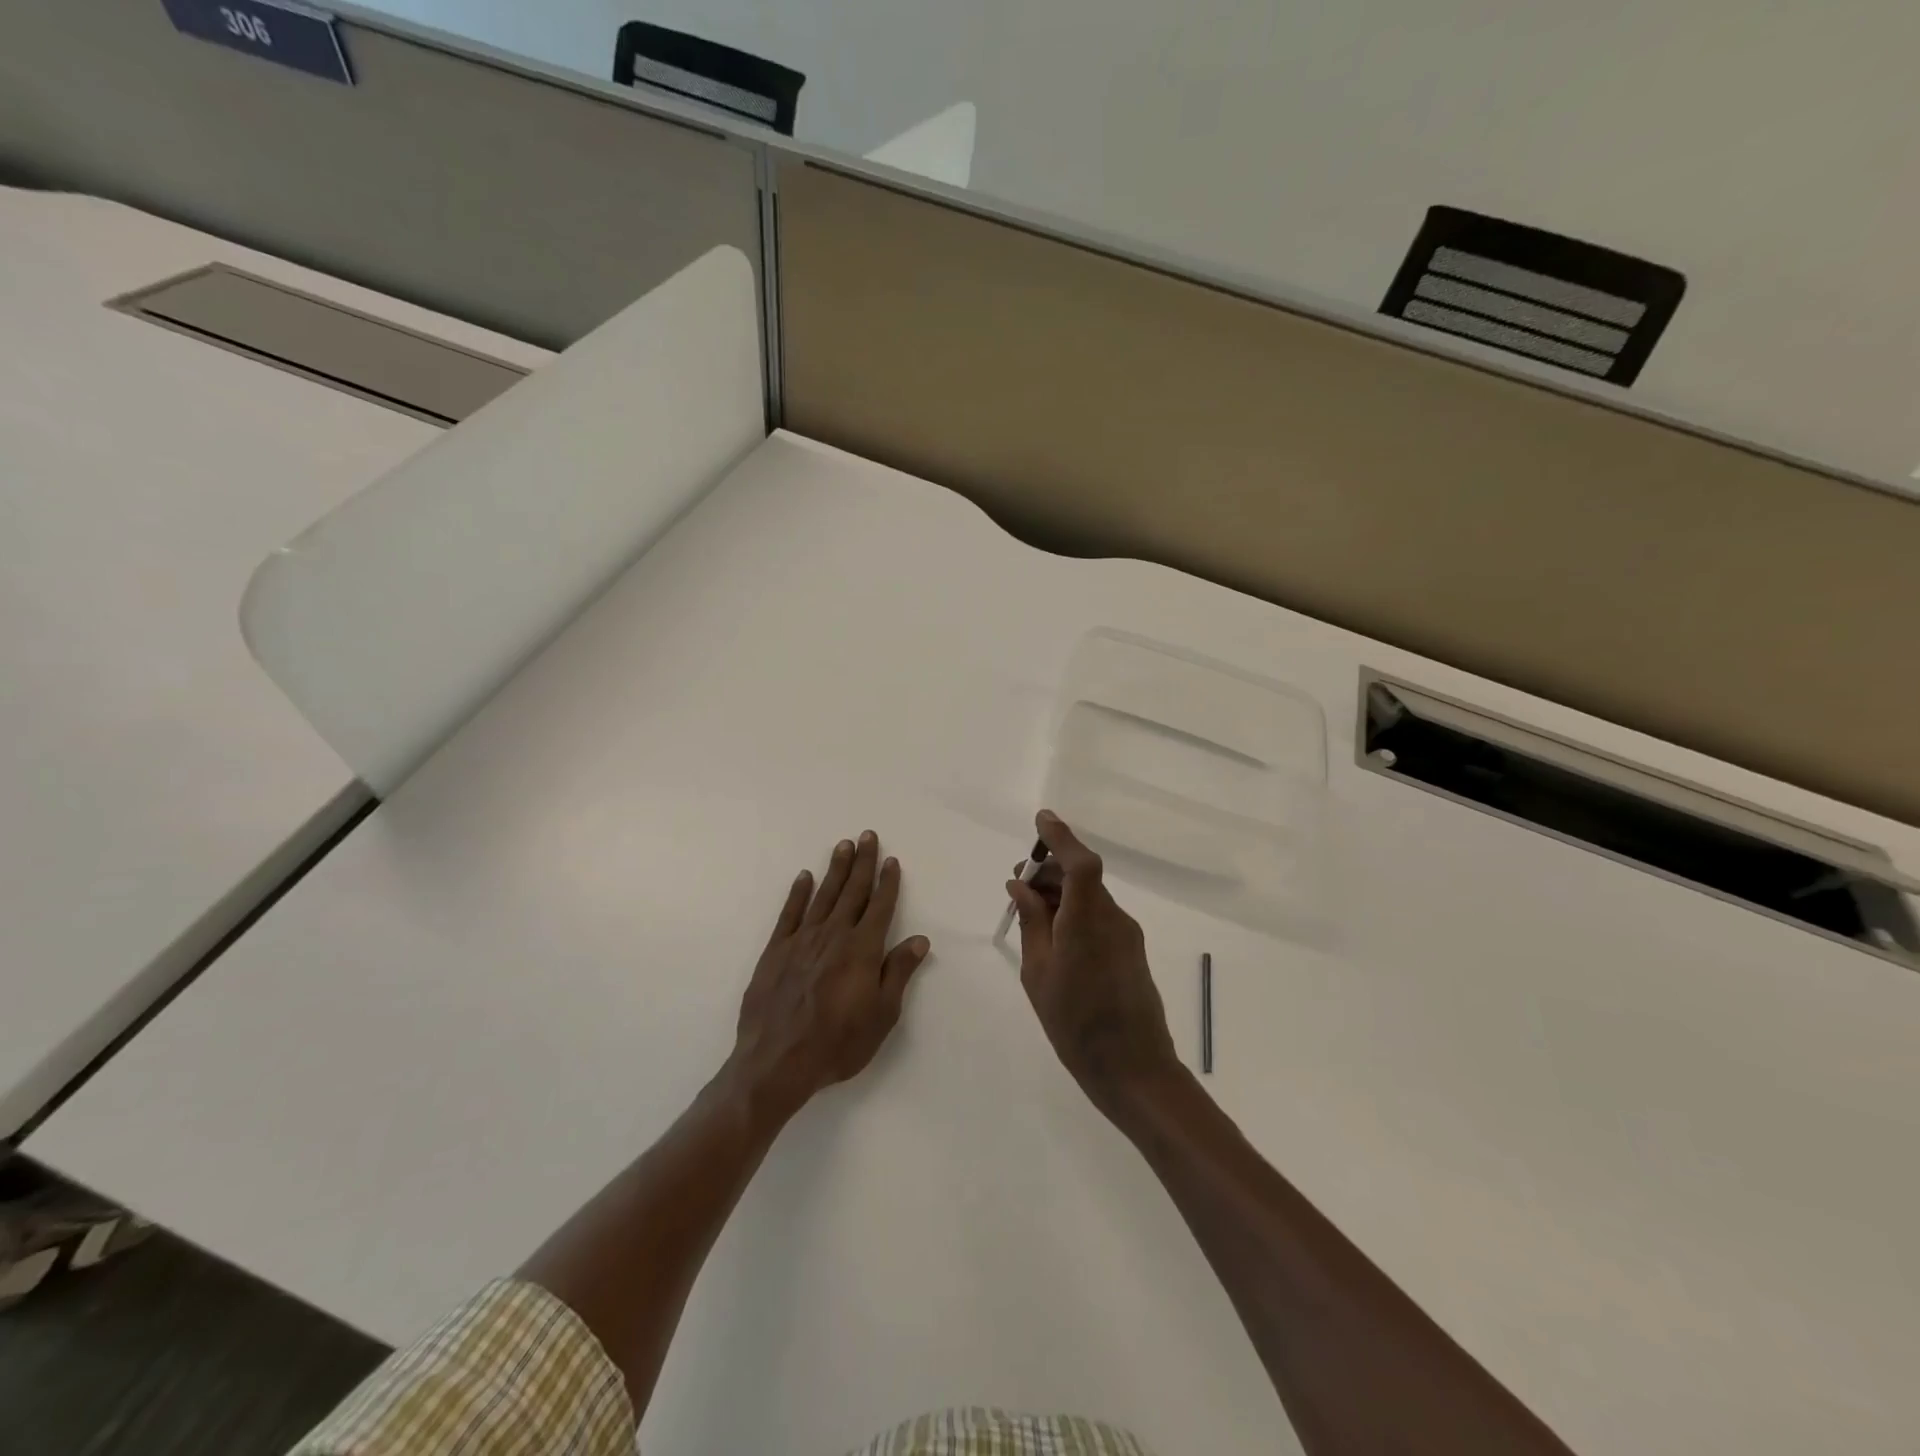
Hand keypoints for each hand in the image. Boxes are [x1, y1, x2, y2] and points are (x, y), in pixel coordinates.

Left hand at [729, 831, 929, 1119]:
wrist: (776, 1062)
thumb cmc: (837, 1044)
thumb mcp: (881, 1016)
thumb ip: (898, 973)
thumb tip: (919, 940)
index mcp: (863, 950)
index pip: (880, 907)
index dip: (887, 882)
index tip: (891, 860)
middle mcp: (834, 936)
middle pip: (852, 891)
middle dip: (862, 863)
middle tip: (867, 835)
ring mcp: (802, 940)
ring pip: (823, 895)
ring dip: (835, 869)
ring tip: (843, 845)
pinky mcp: (776, 951)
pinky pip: (790, 913)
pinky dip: (798, 893)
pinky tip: (804, 877)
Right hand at [1008, 810, 1179, 1116]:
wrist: (1133, 1069)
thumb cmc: (1075, 1023)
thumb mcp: (1038, 973)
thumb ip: (1031, 923)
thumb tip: (1020, 887)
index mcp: (1088, 920)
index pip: (1079, 862)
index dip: (1061, 837)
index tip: (1040, 820)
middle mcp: (1113, 918)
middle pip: (1082, 877)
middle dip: (1049, 872)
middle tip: (1016, 885)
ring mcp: (1126, 934)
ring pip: (1089, 897)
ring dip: (1060, 895)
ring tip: (1028, 914)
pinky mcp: (1131, 951)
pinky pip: (1099, 917)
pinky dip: (1074, 914)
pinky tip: (1053, 937)